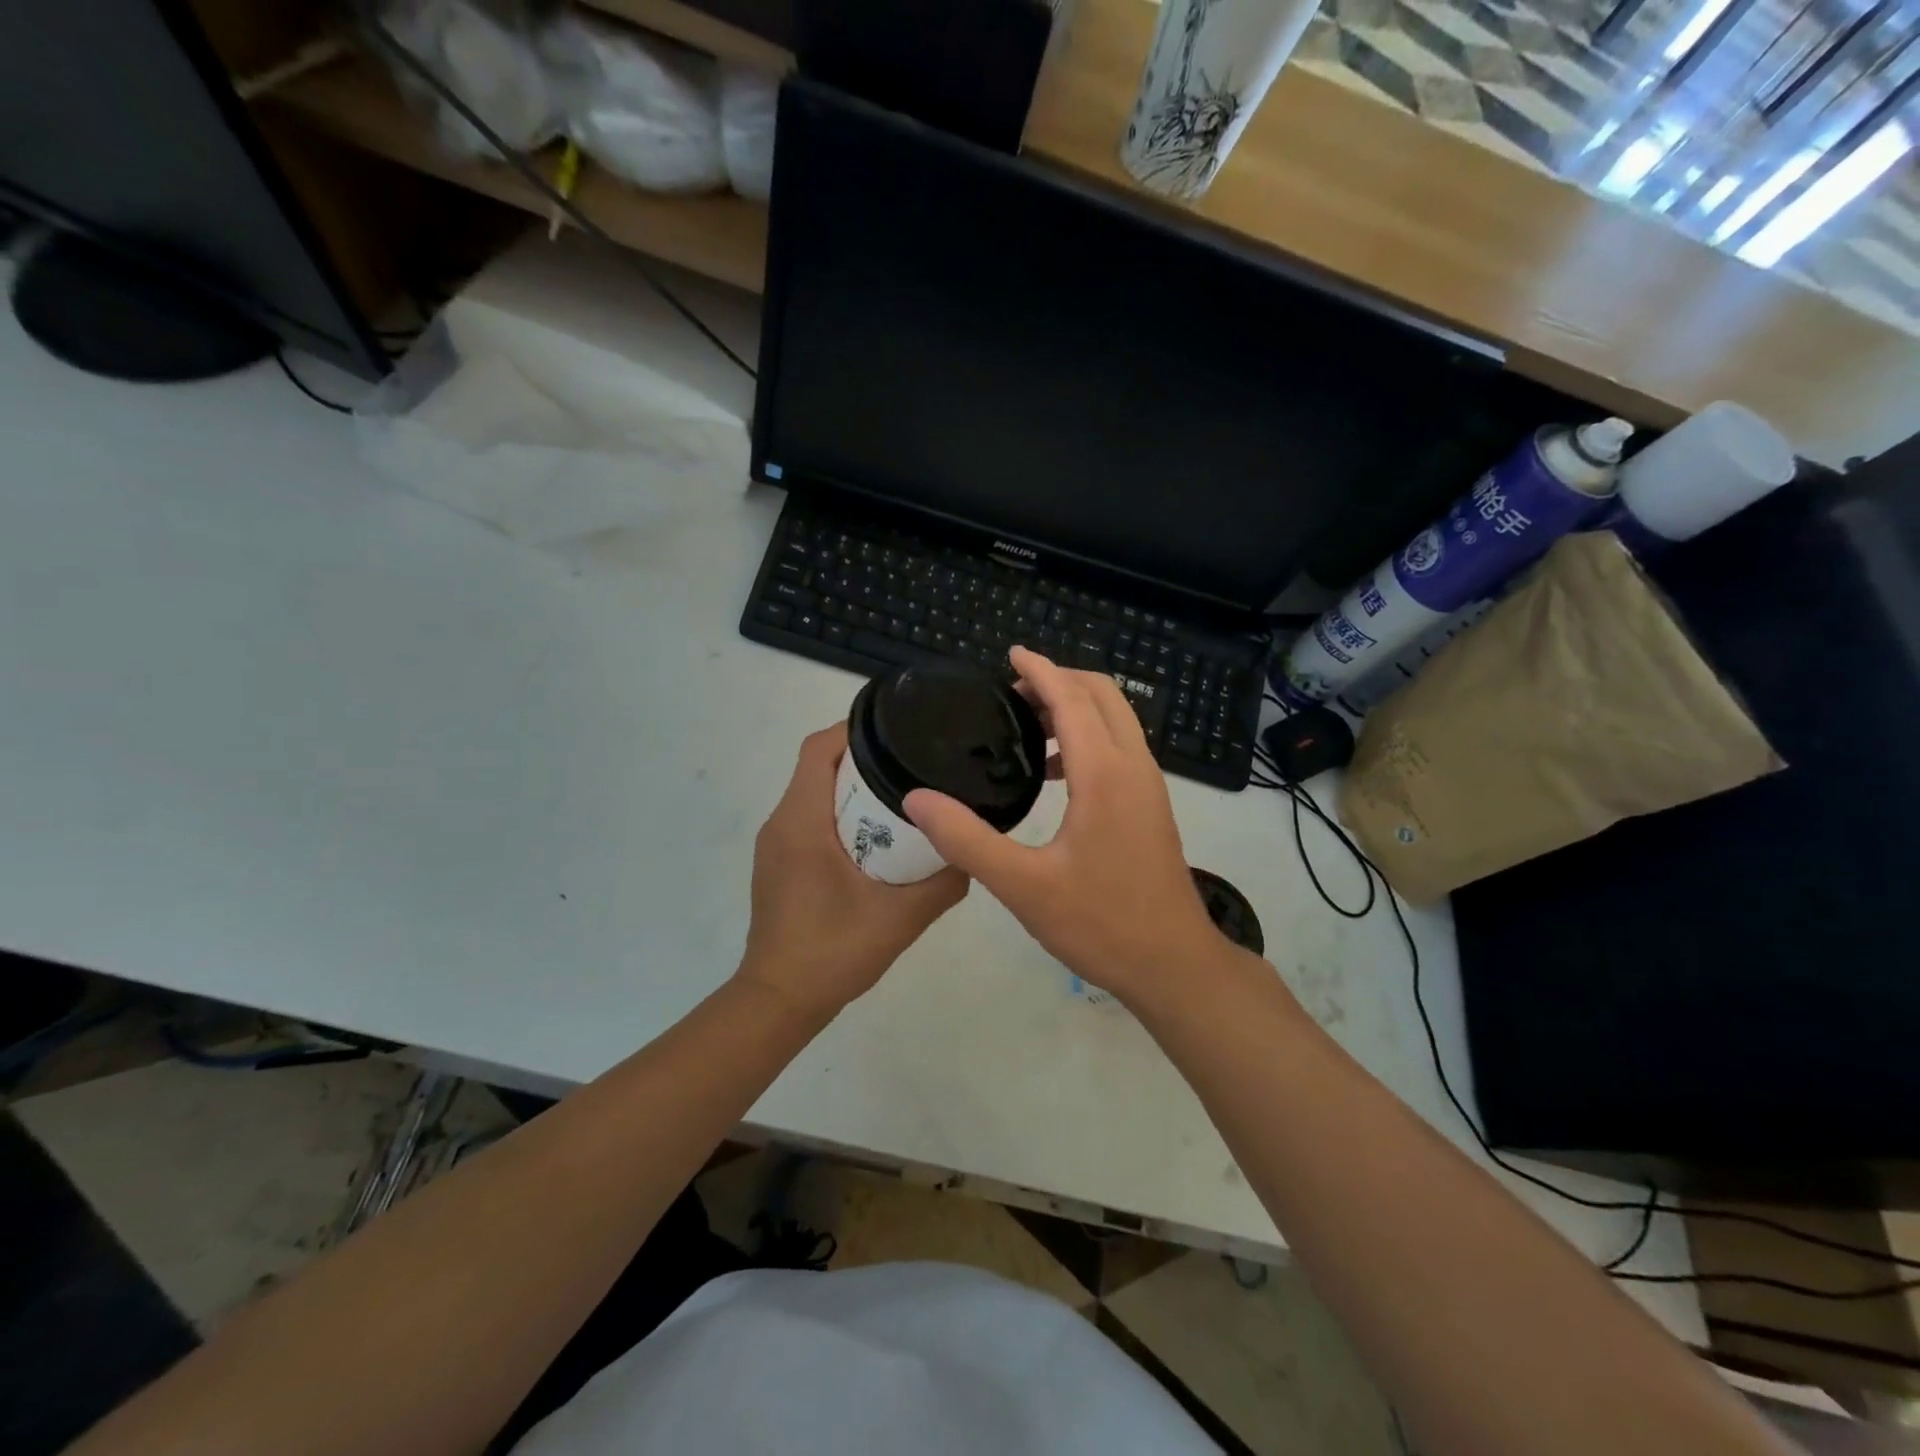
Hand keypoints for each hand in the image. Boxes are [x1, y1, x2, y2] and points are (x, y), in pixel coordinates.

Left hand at [738, 723, 967, 1021]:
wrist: (779, 1001)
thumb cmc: (833, 952)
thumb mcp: (901, 918)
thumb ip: (943, 883)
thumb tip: (972, 853)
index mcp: (802, 821)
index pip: (819, 749)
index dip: (855, 730)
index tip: (898, 731)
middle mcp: (781, 822)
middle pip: (818, 767)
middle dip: (863, 758)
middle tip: (912, 766)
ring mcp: (774, 845)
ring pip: (812, 793)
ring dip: (851, 788)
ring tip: (900, 798)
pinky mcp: (778, 865)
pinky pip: (808, 819)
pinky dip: (838, 814)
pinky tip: (874, 840)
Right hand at [904, 647, 1227, 1007]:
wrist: (1173, 964)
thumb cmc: (1100, 923)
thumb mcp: (1023, 886)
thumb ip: (967, 840)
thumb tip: (917, 799)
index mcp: (1106, 774)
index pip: (1072, 699)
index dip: (1040, 670)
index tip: (1010, 654)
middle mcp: (1134, 767)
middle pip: (1103, 696)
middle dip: (1060, 680)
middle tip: (1012, 691)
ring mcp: (1149, 787)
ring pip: (1117, 721)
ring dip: (1076, 707)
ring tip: (1027, 725)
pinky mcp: (1151, 807)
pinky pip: (1120, 748)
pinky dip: (1089, 737)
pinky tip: (1056, 773)